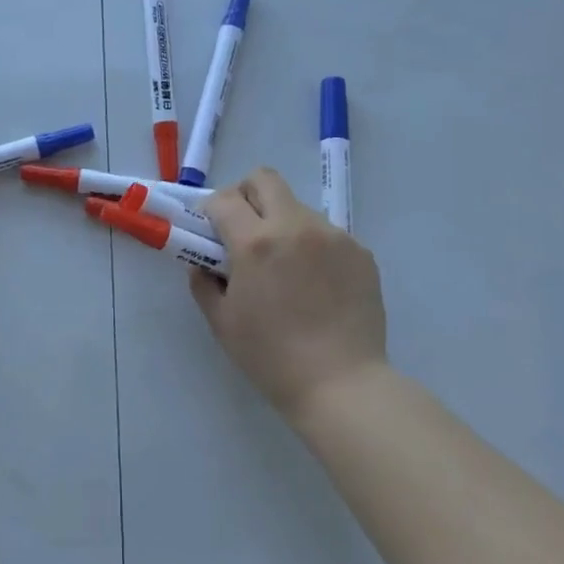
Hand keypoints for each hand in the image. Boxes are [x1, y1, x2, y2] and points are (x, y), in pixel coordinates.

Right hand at [191, 168, 388, 420]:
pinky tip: (314, 285)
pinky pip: (326, 233)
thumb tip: (203, 263)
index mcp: (256, 243)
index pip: (225, 199)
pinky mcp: (360, 252)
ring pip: (297, 207)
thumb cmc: (271, 357)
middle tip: (243, 230)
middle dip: (246, 196)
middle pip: (264, 179)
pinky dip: (311, 246)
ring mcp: (334, 236)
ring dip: (281, 223)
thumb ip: (204, 283)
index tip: (211, 232)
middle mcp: (296, 227)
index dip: (211, 211)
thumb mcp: (222, 322)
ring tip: (284, 268)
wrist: (341, 384)